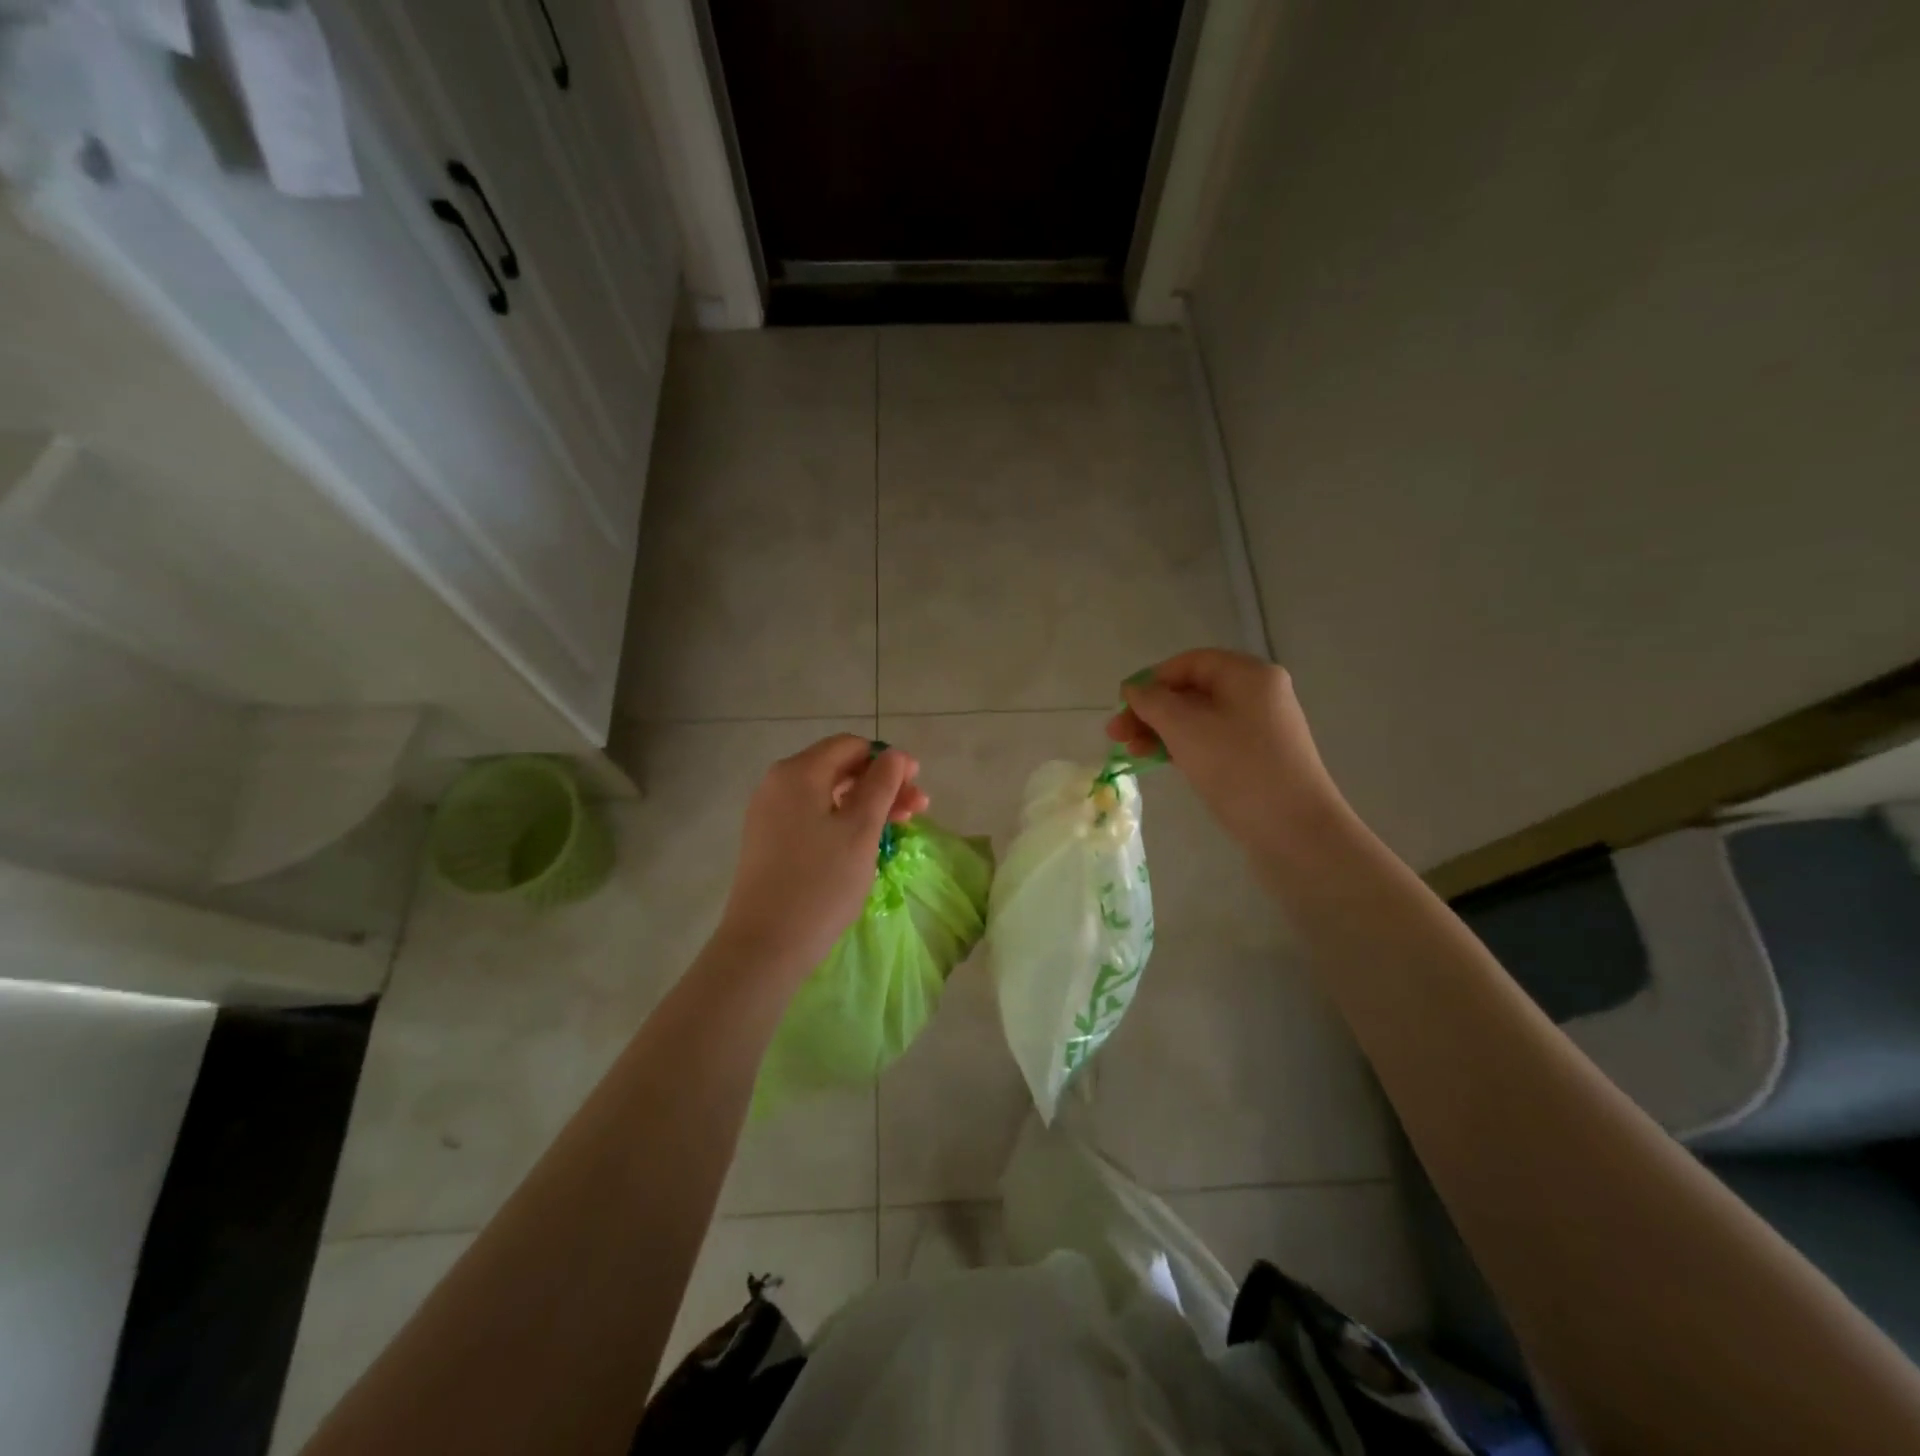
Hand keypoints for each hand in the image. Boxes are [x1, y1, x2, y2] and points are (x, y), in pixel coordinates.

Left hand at [714, 735, 928, 982]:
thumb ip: (882, 784)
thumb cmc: (821, 882)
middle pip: (839, 769)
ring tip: (898, 828)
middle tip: (917, 810)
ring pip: (827, 795)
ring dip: (866, 805)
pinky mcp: (768, 840)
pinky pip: (812, 816)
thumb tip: (895, 755)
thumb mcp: (861, 829)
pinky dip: (842, 822)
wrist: (765, 944)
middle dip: (881, 785)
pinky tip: (864, 843)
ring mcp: (769, 813)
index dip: (888, 761)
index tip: (916, 787)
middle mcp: (778, 783)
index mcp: (799, 772)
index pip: (851, 746)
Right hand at [1106, 648, 1347, 859]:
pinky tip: (1160, 761)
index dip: (1151, 680)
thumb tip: (1134, 689)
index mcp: (1248, 674)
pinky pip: (1212, 740)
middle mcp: (1258, 693)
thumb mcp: (1185, 728)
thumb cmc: (1237, 768)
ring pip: (1199, 718)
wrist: (1295, 831)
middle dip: (1151, 710)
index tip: (1121, 707)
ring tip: (1132, 752)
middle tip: (1116, 735)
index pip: (1189, 663)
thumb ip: (1152, 702)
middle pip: (1192, 690)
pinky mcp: (1258, 757)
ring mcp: (1261, 727)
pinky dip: (1183, 746)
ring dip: (1162, 730)